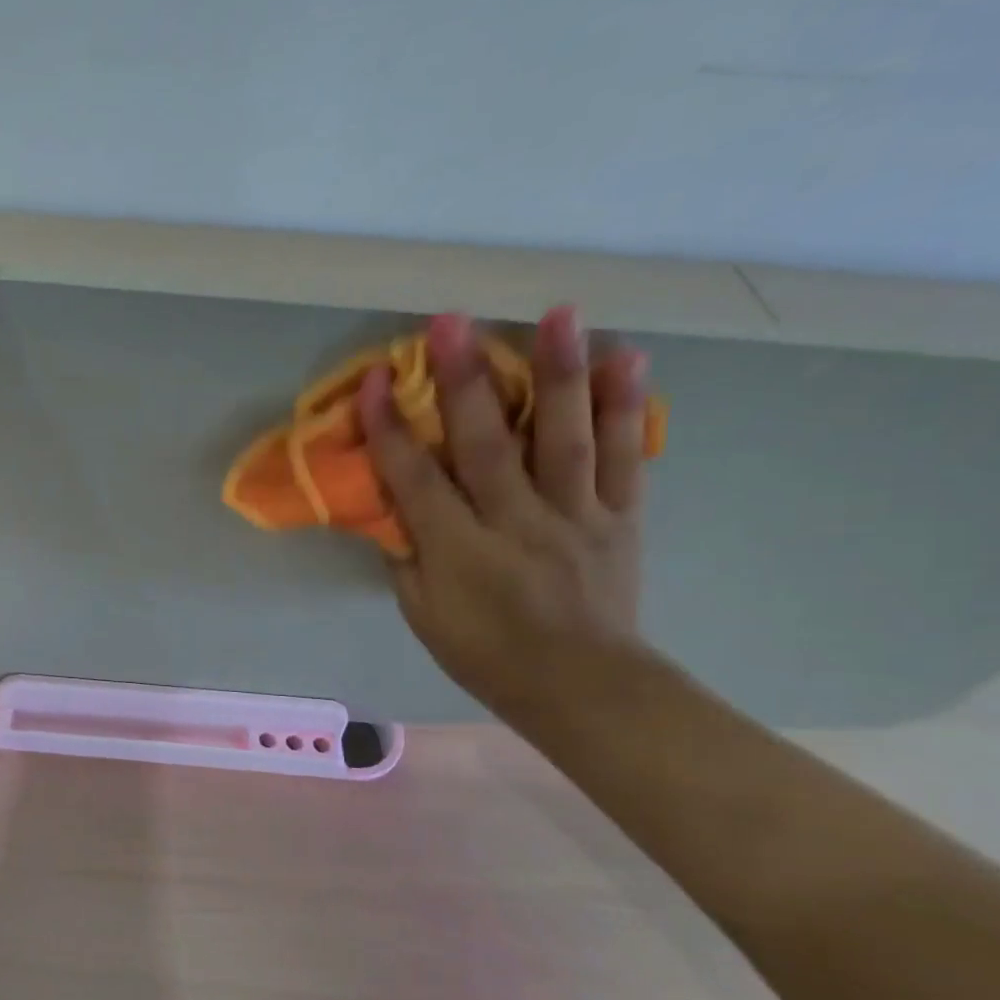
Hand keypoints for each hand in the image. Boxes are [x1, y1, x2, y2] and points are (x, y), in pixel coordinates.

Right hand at [358, 307, 653, 731]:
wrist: (581, 686)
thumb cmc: (485, 654)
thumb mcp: (423, 615)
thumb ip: (407, 555)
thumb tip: (393, 504)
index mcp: (460, 554)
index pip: (415, 482)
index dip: (390, 430)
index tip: (372, 382)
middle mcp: (517, 524)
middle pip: (486, 445)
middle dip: (464, 381)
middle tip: (450, 323)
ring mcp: (574, 516)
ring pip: (563, 437)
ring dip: (558, 373)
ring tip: (558, 314)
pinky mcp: (619, 515)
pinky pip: (623, 455)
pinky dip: (626, 406)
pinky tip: (627, 358)